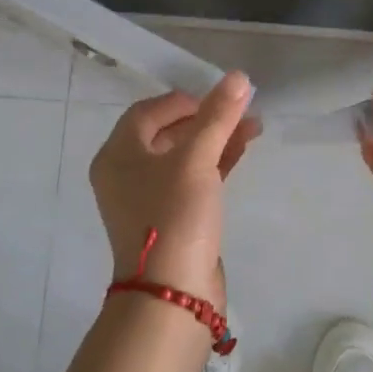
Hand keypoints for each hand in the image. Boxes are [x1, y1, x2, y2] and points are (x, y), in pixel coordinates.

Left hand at [89, 71, 258, 305]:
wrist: (172, 295)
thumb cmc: (174, 216)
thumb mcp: (196, 160)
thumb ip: (217, 117)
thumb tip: (238, 76)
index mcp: (118, 155)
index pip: (148, 112)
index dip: (184, 100)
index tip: (217, 99)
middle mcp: (127, 174)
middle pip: (167, 132)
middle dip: (207, 119)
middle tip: (242, 111)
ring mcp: (148, 199)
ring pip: (184, 156)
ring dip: (216, 139)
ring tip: (254, 127)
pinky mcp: (171, 219)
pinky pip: (193, 180)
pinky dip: (216, 164)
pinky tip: (243, 151)